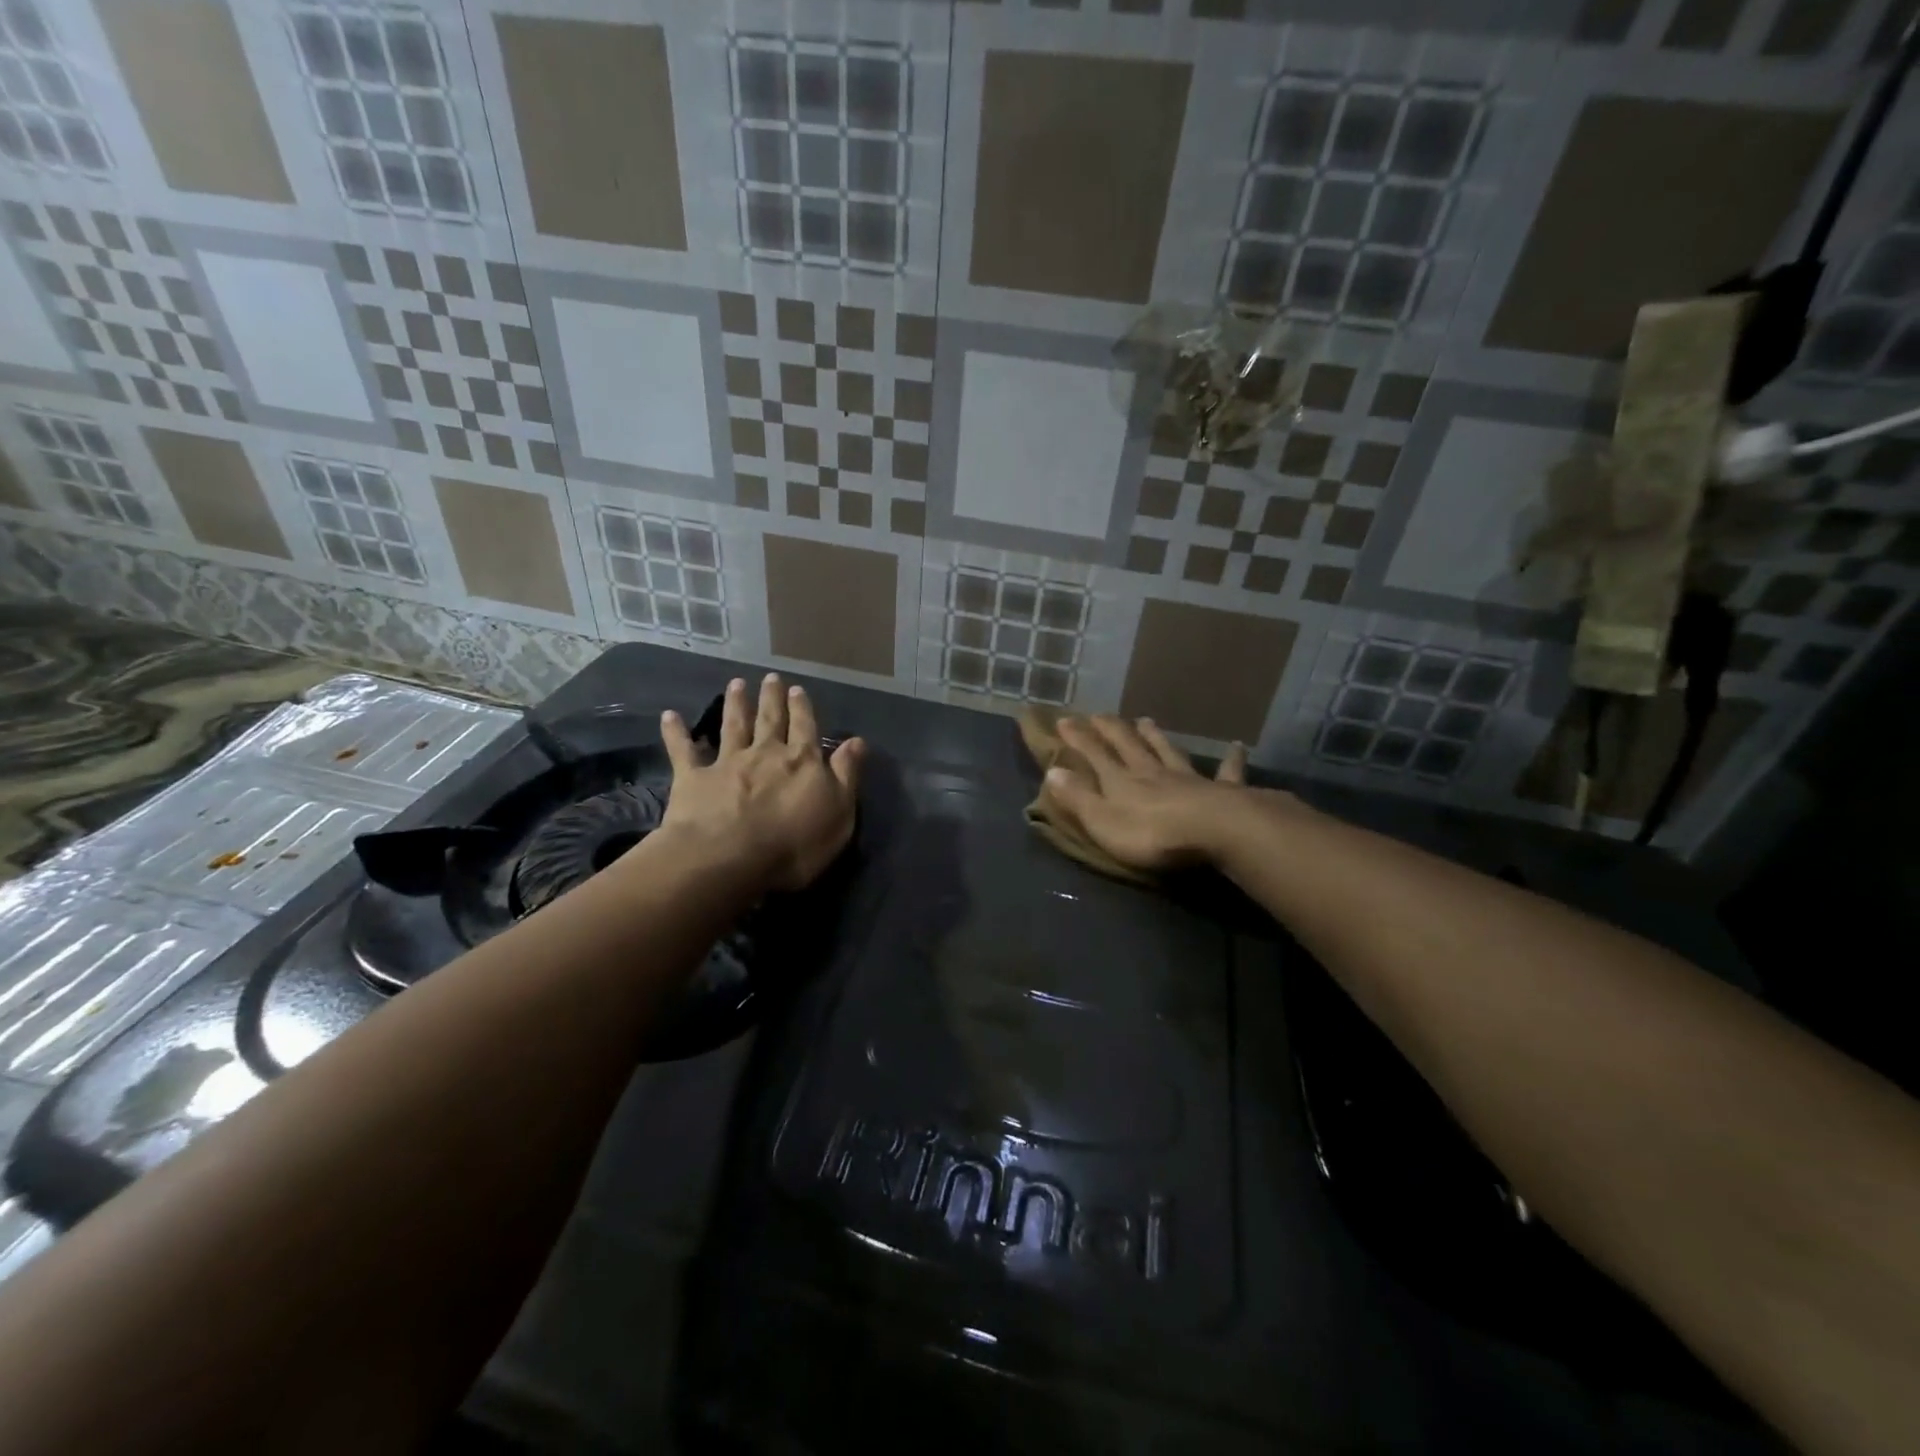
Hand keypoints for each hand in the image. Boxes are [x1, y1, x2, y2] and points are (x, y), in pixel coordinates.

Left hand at [658, 674, 863, 891]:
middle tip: (771, 678)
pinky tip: (669, 716)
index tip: (798, 689)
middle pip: (770, 720)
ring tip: (736, 684)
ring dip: (735, 704)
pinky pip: (683, 750)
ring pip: (733, 726)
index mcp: (802, 761)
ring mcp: (727, 763)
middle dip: (772, 698)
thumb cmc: (794, 844)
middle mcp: (765, 753)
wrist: (729, 858)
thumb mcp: (839, 812)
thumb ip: (847, 774)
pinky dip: (676, 732)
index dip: (803, 709)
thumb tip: (857, 741)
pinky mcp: (694, 778)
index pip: (805, 728)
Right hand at [1043, 716, 1251, 872]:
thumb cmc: (1152, 834)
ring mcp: (1188, 779)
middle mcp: (1152, 772)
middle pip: (1129, 745)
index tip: (1064, 719)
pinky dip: (1230, 760)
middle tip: (1100, 715)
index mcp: (1122, 781)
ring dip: (1156, 736)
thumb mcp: (1103, 821)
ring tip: (1146, 720)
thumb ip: (1078, 797)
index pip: (1095, 754)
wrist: (1215, 832)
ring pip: (1168, 751)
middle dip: (1112, 730)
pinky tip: (1237, 747)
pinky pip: (1226, 772)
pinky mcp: (1222, 792)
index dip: (1078, 738)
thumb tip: (1052, 771)